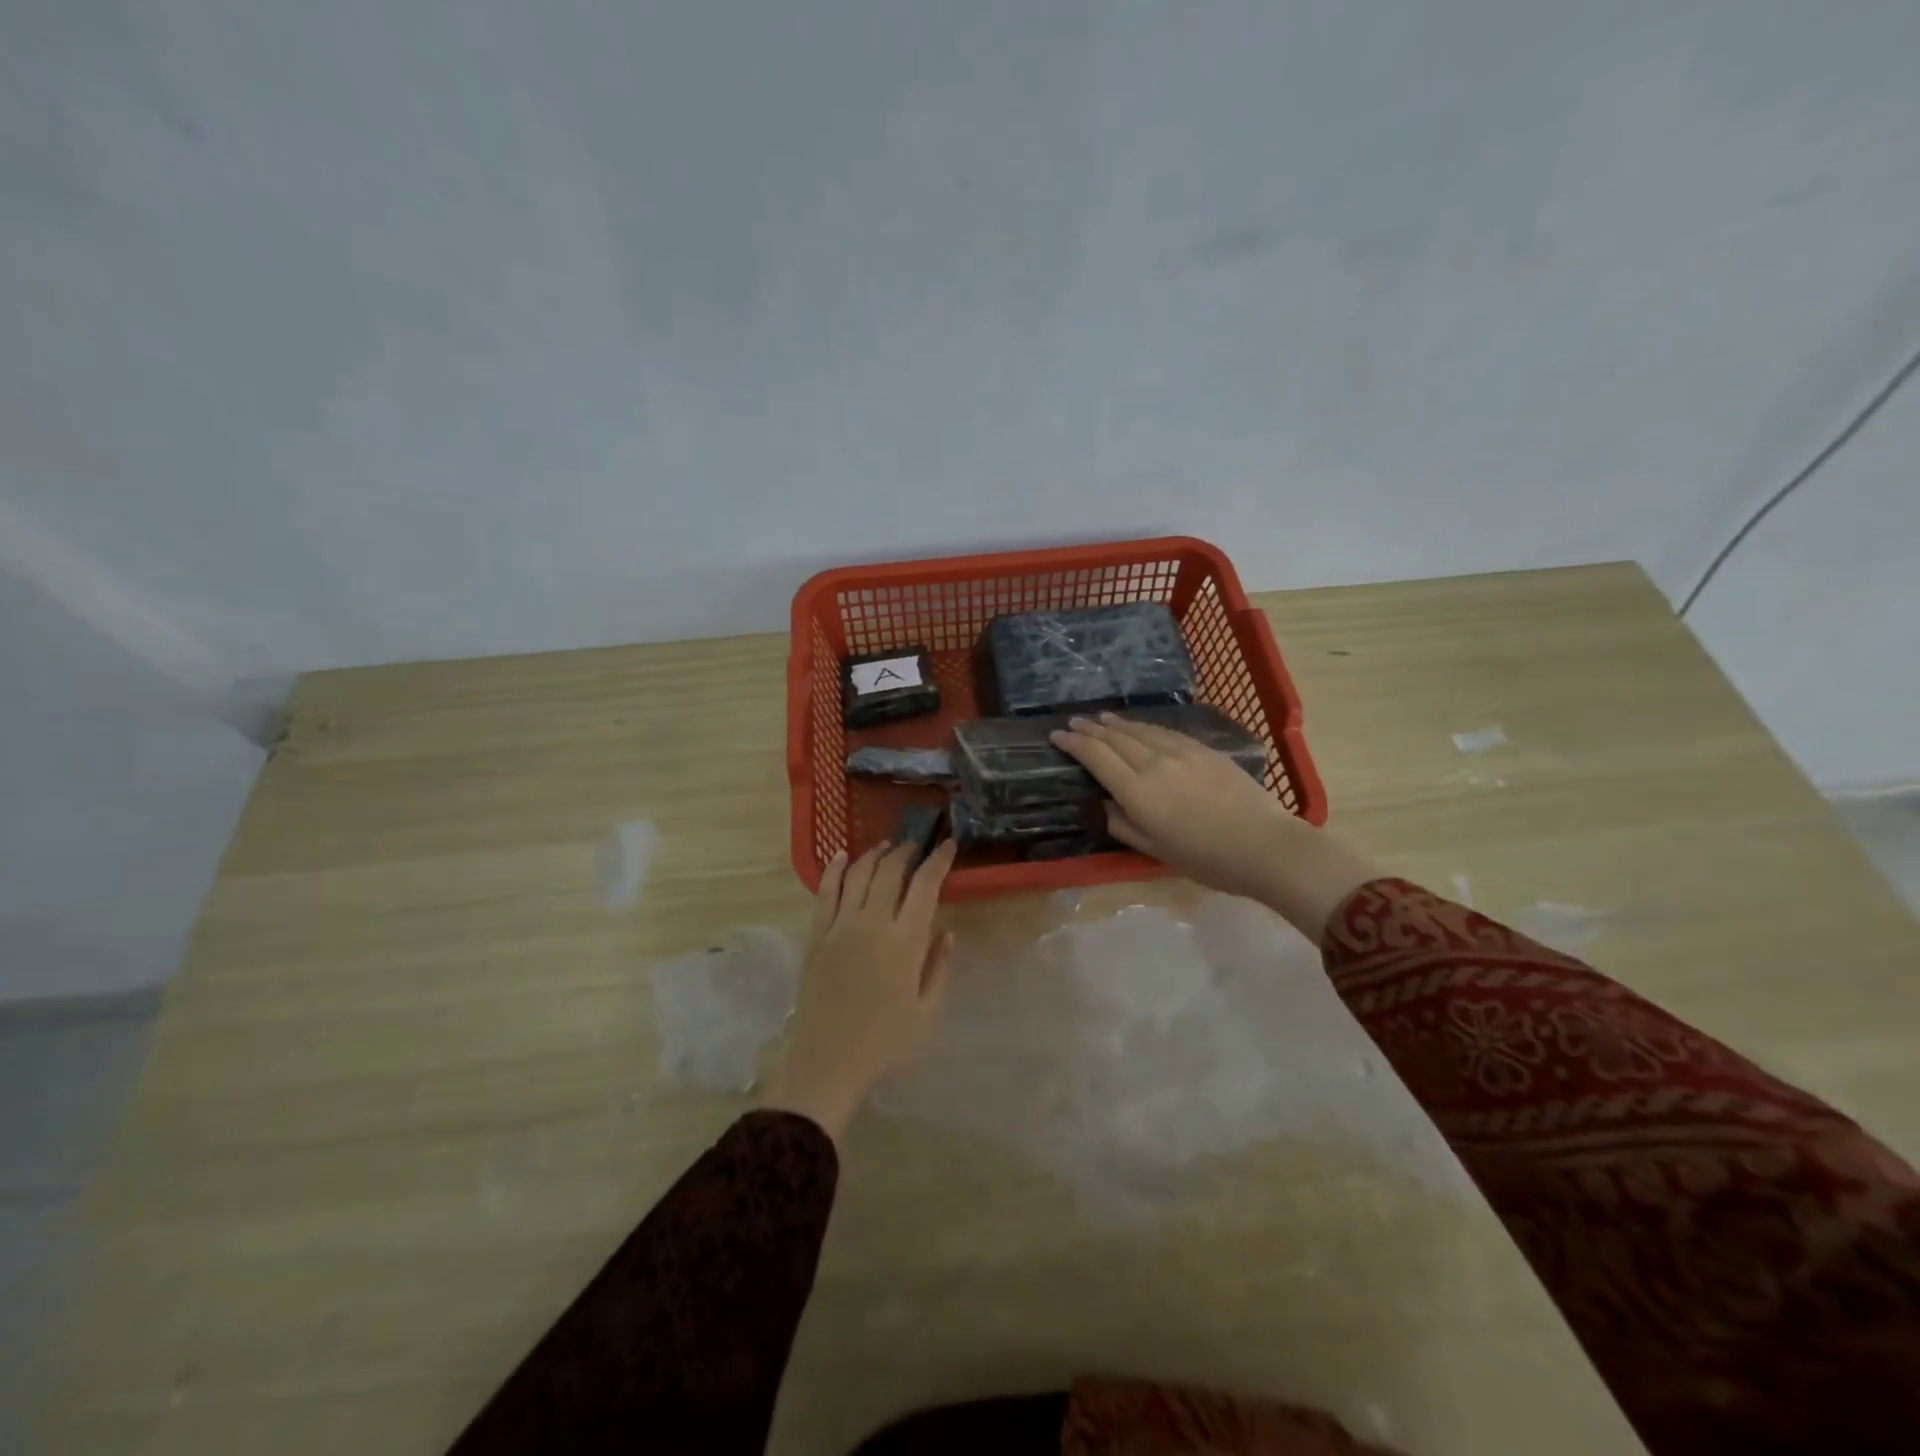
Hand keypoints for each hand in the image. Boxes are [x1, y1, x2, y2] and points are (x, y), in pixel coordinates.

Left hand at [758, 839, 956, 1142]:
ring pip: (858, 875)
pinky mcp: (816, 936)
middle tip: (916, 845)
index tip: (948, 845)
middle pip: (890, 872)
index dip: (938, 860)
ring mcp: (840, 927)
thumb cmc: (884, 1044)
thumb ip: (939, 969)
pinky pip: (825, 892)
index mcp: (905, 941)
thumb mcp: (926, 1014)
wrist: (826, 1063)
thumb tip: (947, 933)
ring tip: (885, 847)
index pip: (925, 885)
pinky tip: (841, 856)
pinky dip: (834, 869)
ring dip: (874, 855)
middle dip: (906, 852)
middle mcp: (872, 923)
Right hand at [1050, 712, 1382, 942]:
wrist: (1264, 845)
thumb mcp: (1155, 850)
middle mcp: (1154, 764)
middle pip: (1115, 738)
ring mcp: (1181, 753)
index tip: (1057, 736)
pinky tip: (1140, 726)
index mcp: (1138, 791)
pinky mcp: (1204, 750)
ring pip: (1140, 730)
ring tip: (1100, 718)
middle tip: (1073, 722)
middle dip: (1090, 729)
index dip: (1074, 744)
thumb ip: (1124, 825)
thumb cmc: (1206, 858)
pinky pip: (1165, 732)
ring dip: (1116, 723)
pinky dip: (1145, 726)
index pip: (1097, 757)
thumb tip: (1104, 805)